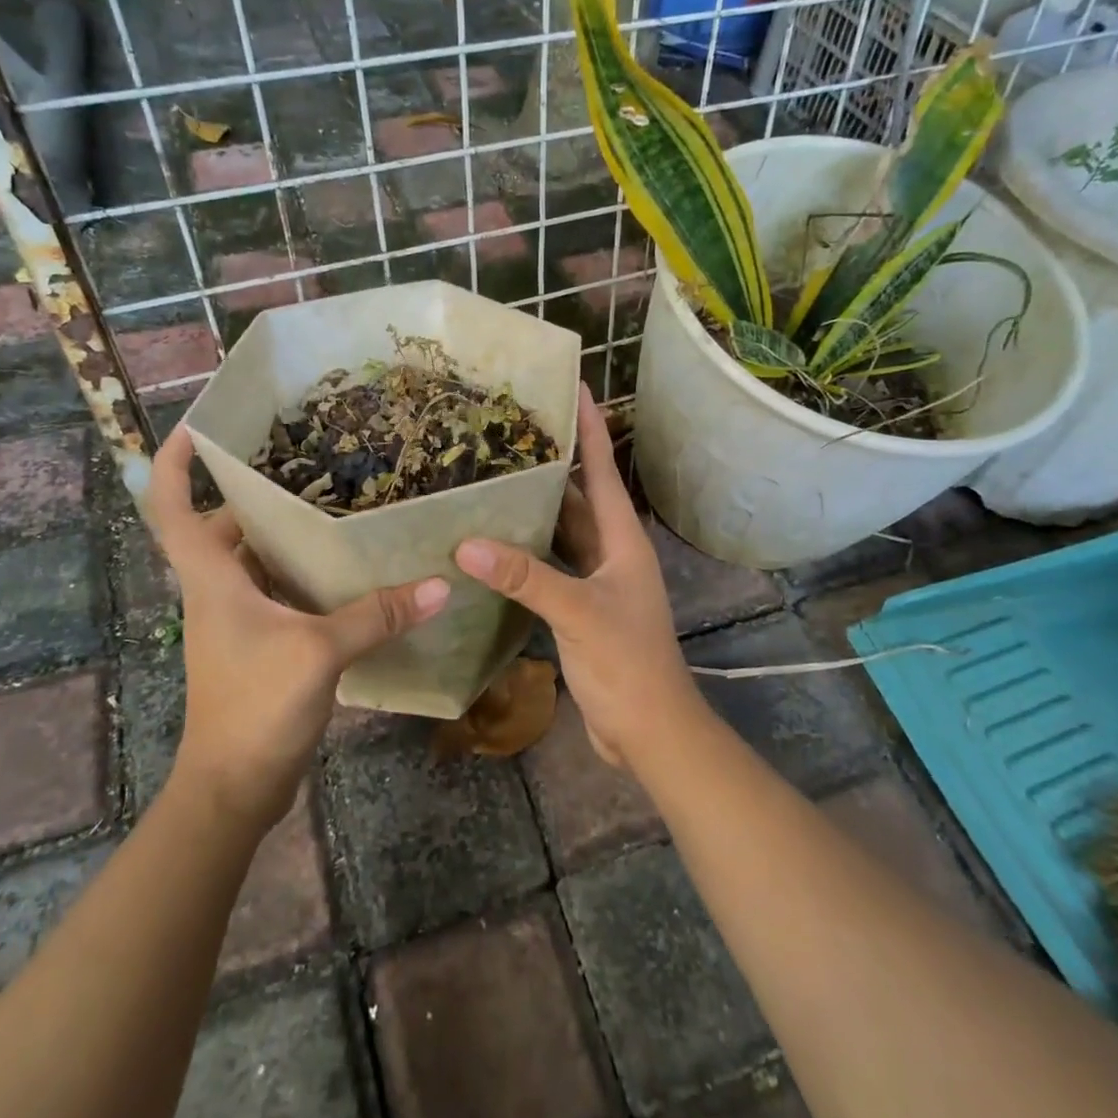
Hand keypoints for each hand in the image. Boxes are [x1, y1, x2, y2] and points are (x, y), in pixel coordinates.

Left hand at [145, 426, 450, 829]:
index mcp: (212, 580)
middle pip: (223, 527)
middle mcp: (218, 592)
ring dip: (284, 534)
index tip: (198, 427)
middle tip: (306, 460)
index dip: (176, 464)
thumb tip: (439, 585)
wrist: (233, 788)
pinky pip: (278, 592)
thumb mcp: (319, 652)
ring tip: (335, 502)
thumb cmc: (256, 707)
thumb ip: (376, 615)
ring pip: (254, 561)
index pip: (173, 509)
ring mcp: (237, 621)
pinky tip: (346, 569)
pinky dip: (304, 574)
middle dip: (254, 492)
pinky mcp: (259, 644)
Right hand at [453, 386, 701, 766]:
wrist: (651, 730)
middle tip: (512, 431)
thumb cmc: (628, 665)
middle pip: (580, 496)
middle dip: (553, 463)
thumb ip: (527, 578)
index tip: (576, 386)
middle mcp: (612, 552)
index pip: (605, 470)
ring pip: (563, 532)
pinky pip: (551, 566)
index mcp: (623, 540)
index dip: (591, 427)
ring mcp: (597, 581)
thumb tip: (467, 544)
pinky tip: (495, 546)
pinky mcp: (582, 609)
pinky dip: (527, 553)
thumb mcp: (579, 614)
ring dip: (536, 508)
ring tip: (495, 478)